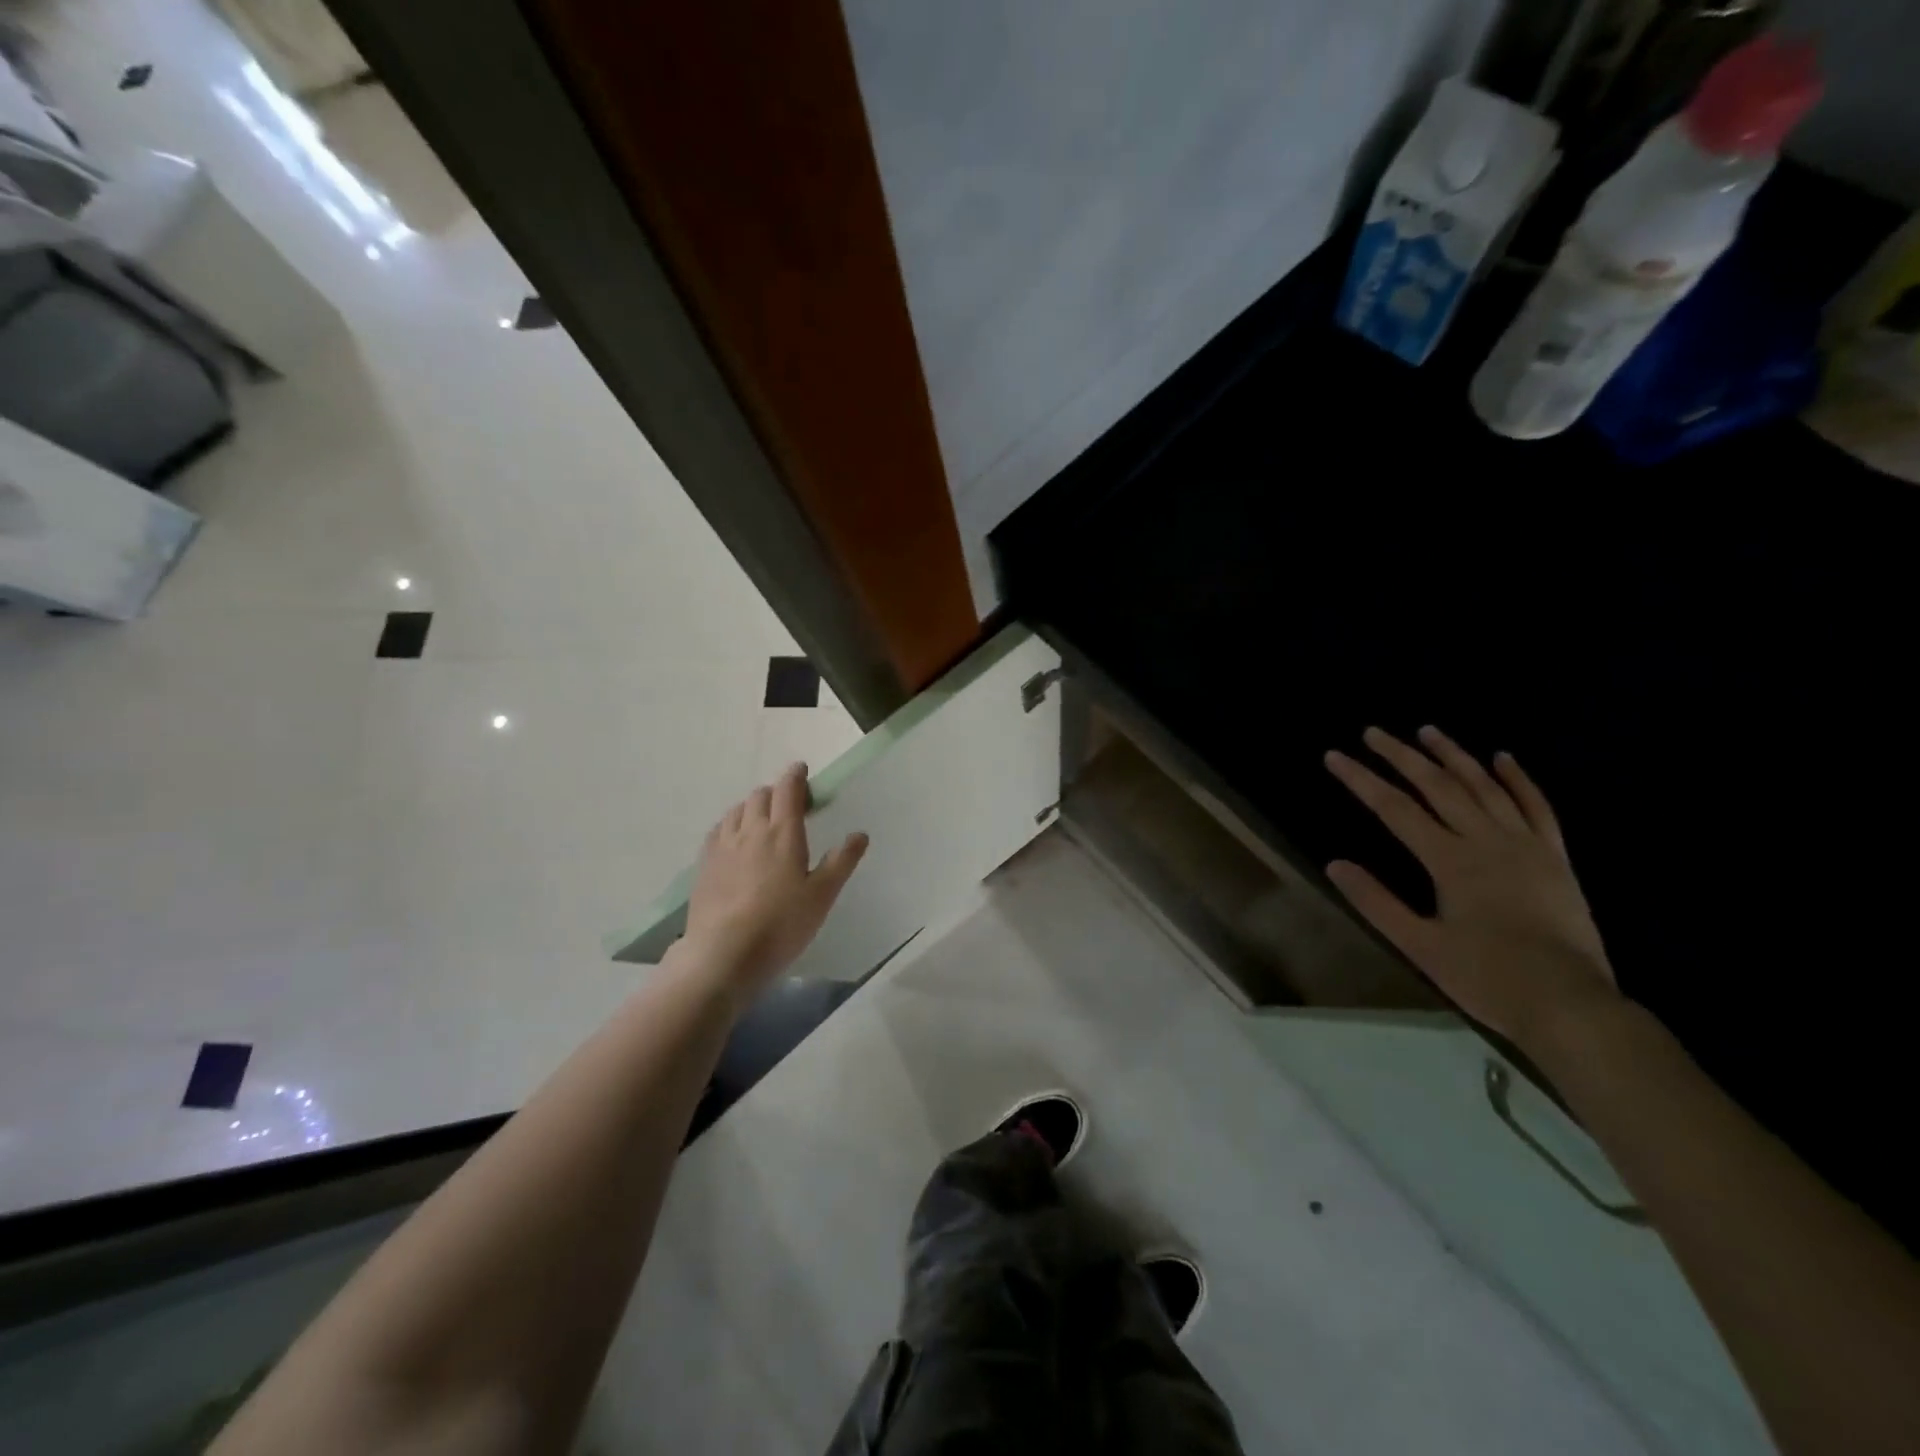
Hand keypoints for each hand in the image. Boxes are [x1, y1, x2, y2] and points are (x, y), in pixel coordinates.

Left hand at [684, 763, 867, 999]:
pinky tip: (734, 839)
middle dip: (775, 792)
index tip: (801, 770)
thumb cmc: (781, 924)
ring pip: (736, 810)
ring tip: (761, 820)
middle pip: (760, 796)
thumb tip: (860, 834)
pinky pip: (718, 831)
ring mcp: (723, 846)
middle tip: (788, 804)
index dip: (795, 776)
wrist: (723, 953)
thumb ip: (841, 861)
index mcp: (783, 833)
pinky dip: (731, 825)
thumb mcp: (822, 895)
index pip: (788, 791)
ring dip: (751, 806)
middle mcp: (751, 830)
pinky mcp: (704, 865)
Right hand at [1323, 726, 1619, 1053]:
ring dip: (1454, 756)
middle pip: (1438, 786)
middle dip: (1401, 756)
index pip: (1395, 809)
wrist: (1570, 1005)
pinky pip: (1537, 807)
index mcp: (1450, 861)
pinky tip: (1503, 758)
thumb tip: (1335, 864)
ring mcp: (1526, 846)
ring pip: (1485, 787)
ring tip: (1428, 732)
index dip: (1361, 780)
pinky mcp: (1555, 858)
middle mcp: (1487, 841)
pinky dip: (1519, 780)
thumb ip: (1376, 902)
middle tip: (1373, 732)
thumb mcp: (1420, 946)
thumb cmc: (1488, 978)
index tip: (1334, 756)